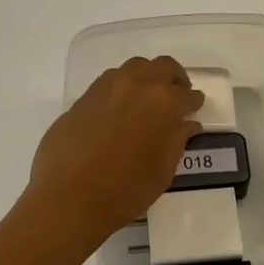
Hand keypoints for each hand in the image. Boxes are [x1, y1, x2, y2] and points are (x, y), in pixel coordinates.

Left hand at [24, 56, 204, 250]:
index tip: (194, 108)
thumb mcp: (163, 170)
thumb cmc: (126, 190)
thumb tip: (186, 124)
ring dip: (146, 78)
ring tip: (146, 100)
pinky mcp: (83, 97)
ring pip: (134, 68)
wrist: (69, 197)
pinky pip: (109, 82)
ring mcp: (107, 87)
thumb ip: (178, 140)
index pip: (187, 94)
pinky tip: (119, 110)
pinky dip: (121, 88)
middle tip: (175, 97)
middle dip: (173, 79)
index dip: (193, 101)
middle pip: (162, 67)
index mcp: (164, 102)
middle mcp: (137, 85)